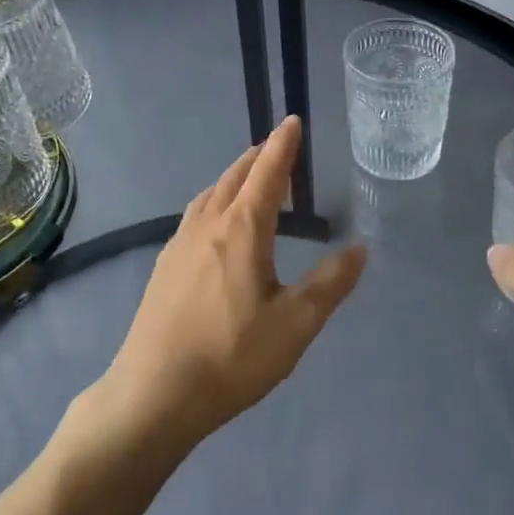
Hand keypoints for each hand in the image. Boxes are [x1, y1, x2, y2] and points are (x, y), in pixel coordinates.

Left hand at [101, 116, 365, 446]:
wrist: (153, 393)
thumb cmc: (231, 356)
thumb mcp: (294, 324)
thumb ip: (330, 283)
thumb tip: (360, 248)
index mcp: (242, 229)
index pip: (267, 173)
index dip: (283, 145)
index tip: (292, 120)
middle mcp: (208, 224)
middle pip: (235, 176)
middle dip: (259, 156)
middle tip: (278, 148)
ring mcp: (179, 243)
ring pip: (211, 193)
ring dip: (234, 177)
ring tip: (251, 181)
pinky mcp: (164, 265)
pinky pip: (195, 214)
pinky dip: (215, 201)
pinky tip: (217, 225)